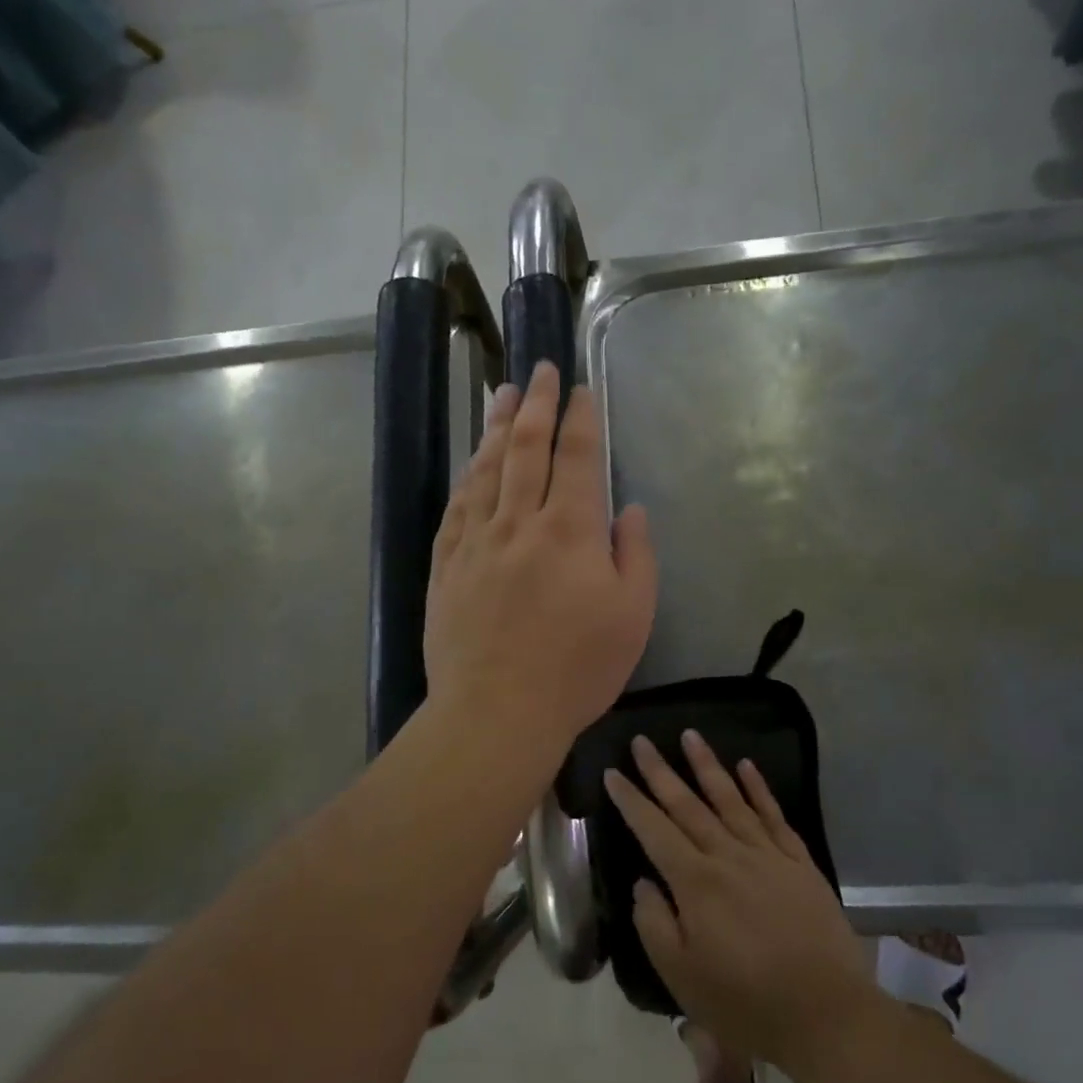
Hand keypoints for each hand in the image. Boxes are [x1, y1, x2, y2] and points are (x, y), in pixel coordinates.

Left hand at [424, 361, 657, 762]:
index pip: (578, 457)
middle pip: (527, 448)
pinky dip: (468, 476)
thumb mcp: (633, 616)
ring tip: (503, 394)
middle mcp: (519, 522)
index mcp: (571, 531)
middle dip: (537, 403)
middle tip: (541, 370)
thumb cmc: (576, 670)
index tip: (582, 390)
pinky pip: (456, 506)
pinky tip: (472, 462)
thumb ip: (636, 555)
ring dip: (497, 427)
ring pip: (487, 469)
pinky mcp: (446, 565)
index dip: (581, 418)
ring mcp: (476, 541)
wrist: (496, 712)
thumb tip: (628, 510)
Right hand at [605, 732, 873, 1070]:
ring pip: (730, 798)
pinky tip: (746, 766)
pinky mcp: (799, 862)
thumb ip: (654, 923)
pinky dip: (759, 788)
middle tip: (642, 740)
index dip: (631, 800)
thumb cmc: (746, 1003)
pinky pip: (774, 815)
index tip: (613, 772)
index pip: (653, 829)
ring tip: (690, 734)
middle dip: (660, 771)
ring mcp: (767, 855)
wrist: (827, 1015)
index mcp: (695, 882)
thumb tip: (644, 881)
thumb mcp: (682, 976)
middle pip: (687, 804)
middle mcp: (727, 856)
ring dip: (707, 765)